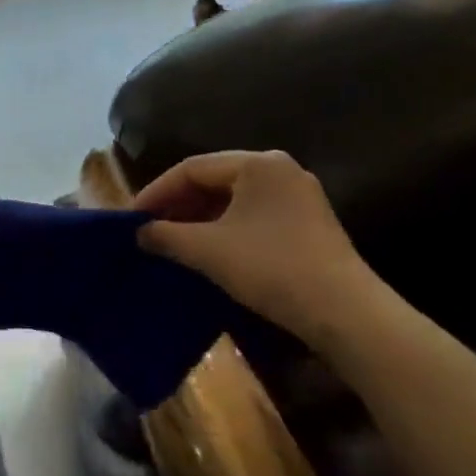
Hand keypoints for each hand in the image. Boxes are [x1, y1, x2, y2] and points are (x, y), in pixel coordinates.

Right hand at [133, 150, 380, 344]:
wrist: (343, 311)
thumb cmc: (270, 267)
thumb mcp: (207, 250)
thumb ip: (166, 236)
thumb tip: (140, 232)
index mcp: (257, 163)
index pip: (192, 168)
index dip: (157, 191)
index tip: (132, 218)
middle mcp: (280, 169)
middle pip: (214, 179)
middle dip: (178, 204)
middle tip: (150, 229)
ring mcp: (298, 196)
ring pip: (234, 199)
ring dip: (199, 218)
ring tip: (173, 241)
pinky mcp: (308, 223)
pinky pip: (253, 215)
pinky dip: (224, 228)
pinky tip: (208, 250)